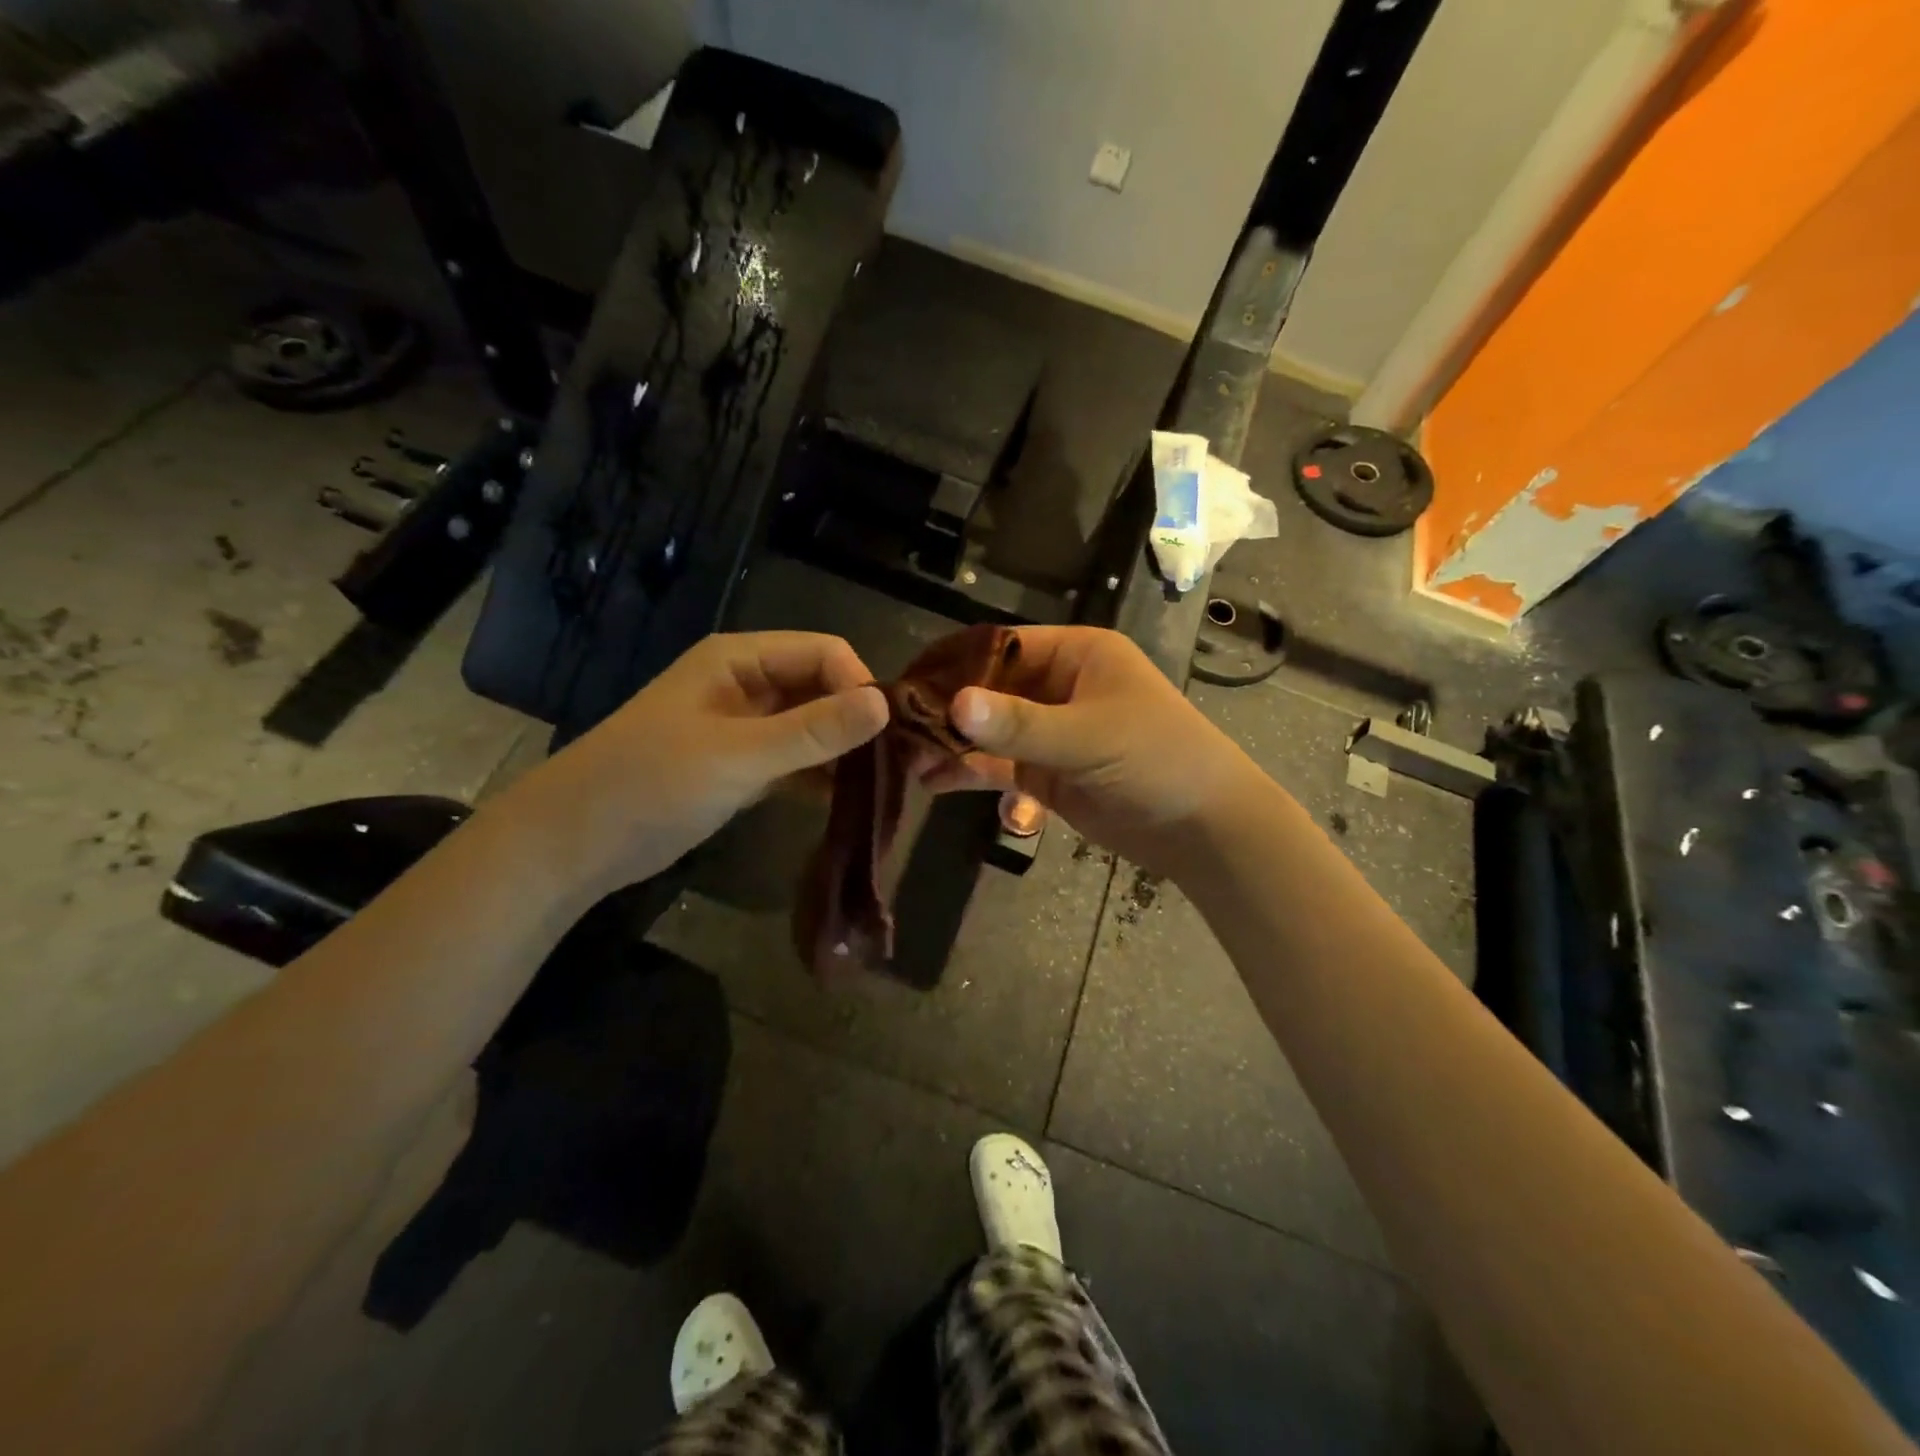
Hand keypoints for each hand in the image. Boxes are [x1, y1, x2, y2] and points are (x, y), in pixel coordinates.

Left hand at [501, 631, 887, 899]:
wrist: (577, 840)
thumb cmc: (651, 782)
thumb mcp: (738, 754)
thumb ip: (813, 731)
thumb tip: (885, 705)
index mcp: (739, 659)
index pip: (822, 652)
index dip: (858, 684)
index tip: (886, 731)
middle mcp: (746, 684)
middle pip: (820, 687)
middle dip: (855, 719)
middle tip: (895, 761)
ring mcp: (743, 727)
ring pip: (810, 726)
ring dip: (841, 750)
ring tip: (880, 783)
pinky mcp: (740, 766)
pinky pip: (794, 760)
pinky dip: (819, 776)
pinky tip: (846, 799)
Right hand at [928, 626, 1264, 878]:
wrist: (1203, 828)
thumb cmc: (1158, 760)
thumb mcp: (1089, 737)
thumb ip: (1021, 724)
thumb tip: (954, 703)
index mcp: (1076, 655)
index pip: (1001, 646)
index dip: (955, 662)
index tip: (907, 682)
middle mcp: (1058, 686)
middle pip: (988, 689)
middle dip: (945, 709)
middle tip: (894, 726)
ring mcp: (1050, 732)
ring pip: (990, 730)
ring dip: (951, 743)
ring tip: (904, 760)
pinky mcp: (1047, 773)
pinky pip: (999, 765)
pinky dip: (969, 772)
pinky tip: (933, 782)